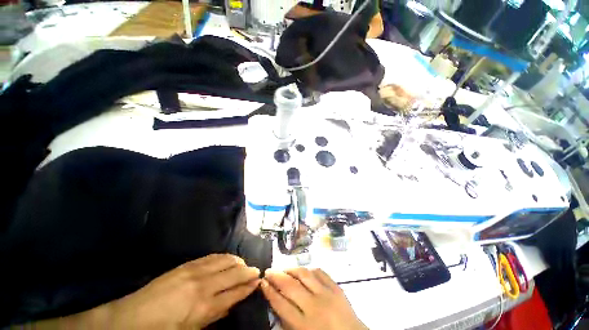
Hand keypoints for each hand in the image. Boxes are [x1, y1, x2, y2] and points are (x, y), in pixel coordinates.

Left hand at [110, 254, 260, 328]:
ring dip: (237, 262)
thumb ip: (213, 316)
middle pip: (233, 274)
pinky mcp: (187, 264)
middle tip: (256, 271)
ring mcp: (194, 271)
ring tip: (244, 264)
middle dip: (248, 272)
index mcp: (204, 307)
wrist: (130, 317)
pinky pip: (212, 257)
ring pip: (225, 261)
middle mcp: (203, 285)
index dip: (248, 287)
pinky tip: (228, 258)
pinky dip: (224, 256)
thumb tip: (230, 304)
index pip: (235, 293)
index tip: (258, 282)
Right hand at [261, 268, 366, 329]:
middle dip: (276, 276)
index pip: (281, 304)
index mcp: (304, 325)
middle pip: (290, 286)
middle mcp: (314, 307)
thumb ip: (288, 322)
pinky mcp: (336, 287)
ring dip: (291, 269)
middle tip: (268, 270)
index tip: (262, 282)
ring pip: (304, 274)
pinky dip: (310, 269)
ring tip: (283, 268)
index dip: (269, 291)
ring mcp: (327, 294)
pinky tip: (303, 270)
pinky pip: (320, 272)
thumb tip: (276, 301)